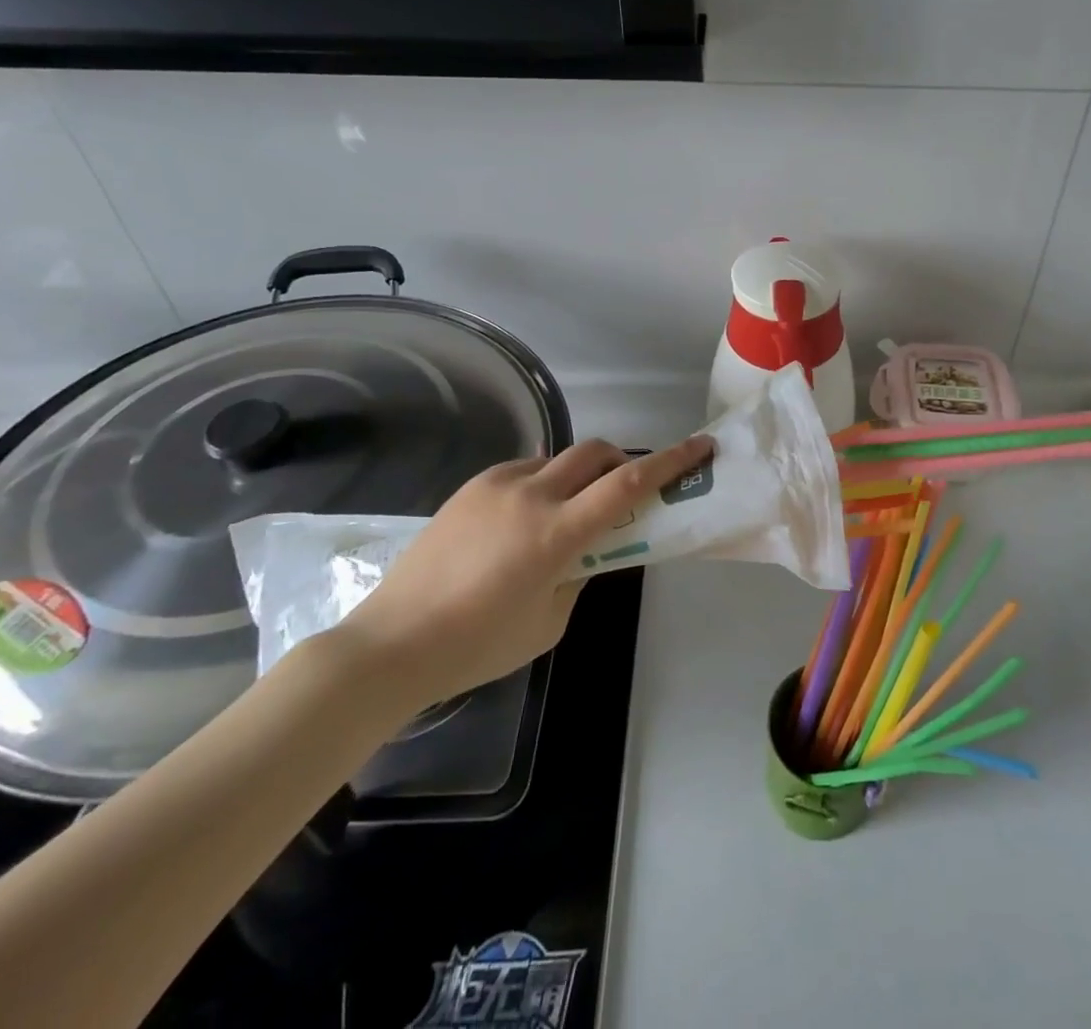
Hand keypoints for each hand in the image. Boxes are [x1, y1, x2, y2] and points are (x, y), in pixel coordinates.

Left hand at [335, 434, 714, 715]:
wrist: (391, 643)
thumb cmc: (478, 645)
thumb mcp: (550, 621)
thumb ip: (581, 576)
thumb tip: (590, 550)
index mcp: (556, 532)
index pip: (628, 485)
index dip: (670, 462)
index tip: (699, 446)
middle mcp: (531, 495)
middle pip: (595, 452)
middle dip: (622, 461)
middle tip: (625, 490)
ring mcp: (497, 485)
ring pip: (558, 458)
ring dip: (578, 474)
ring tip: (567, 513)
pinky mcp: (471, 488)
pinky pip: (523, 470)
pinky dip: (543, 483)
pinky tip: (524, 520)